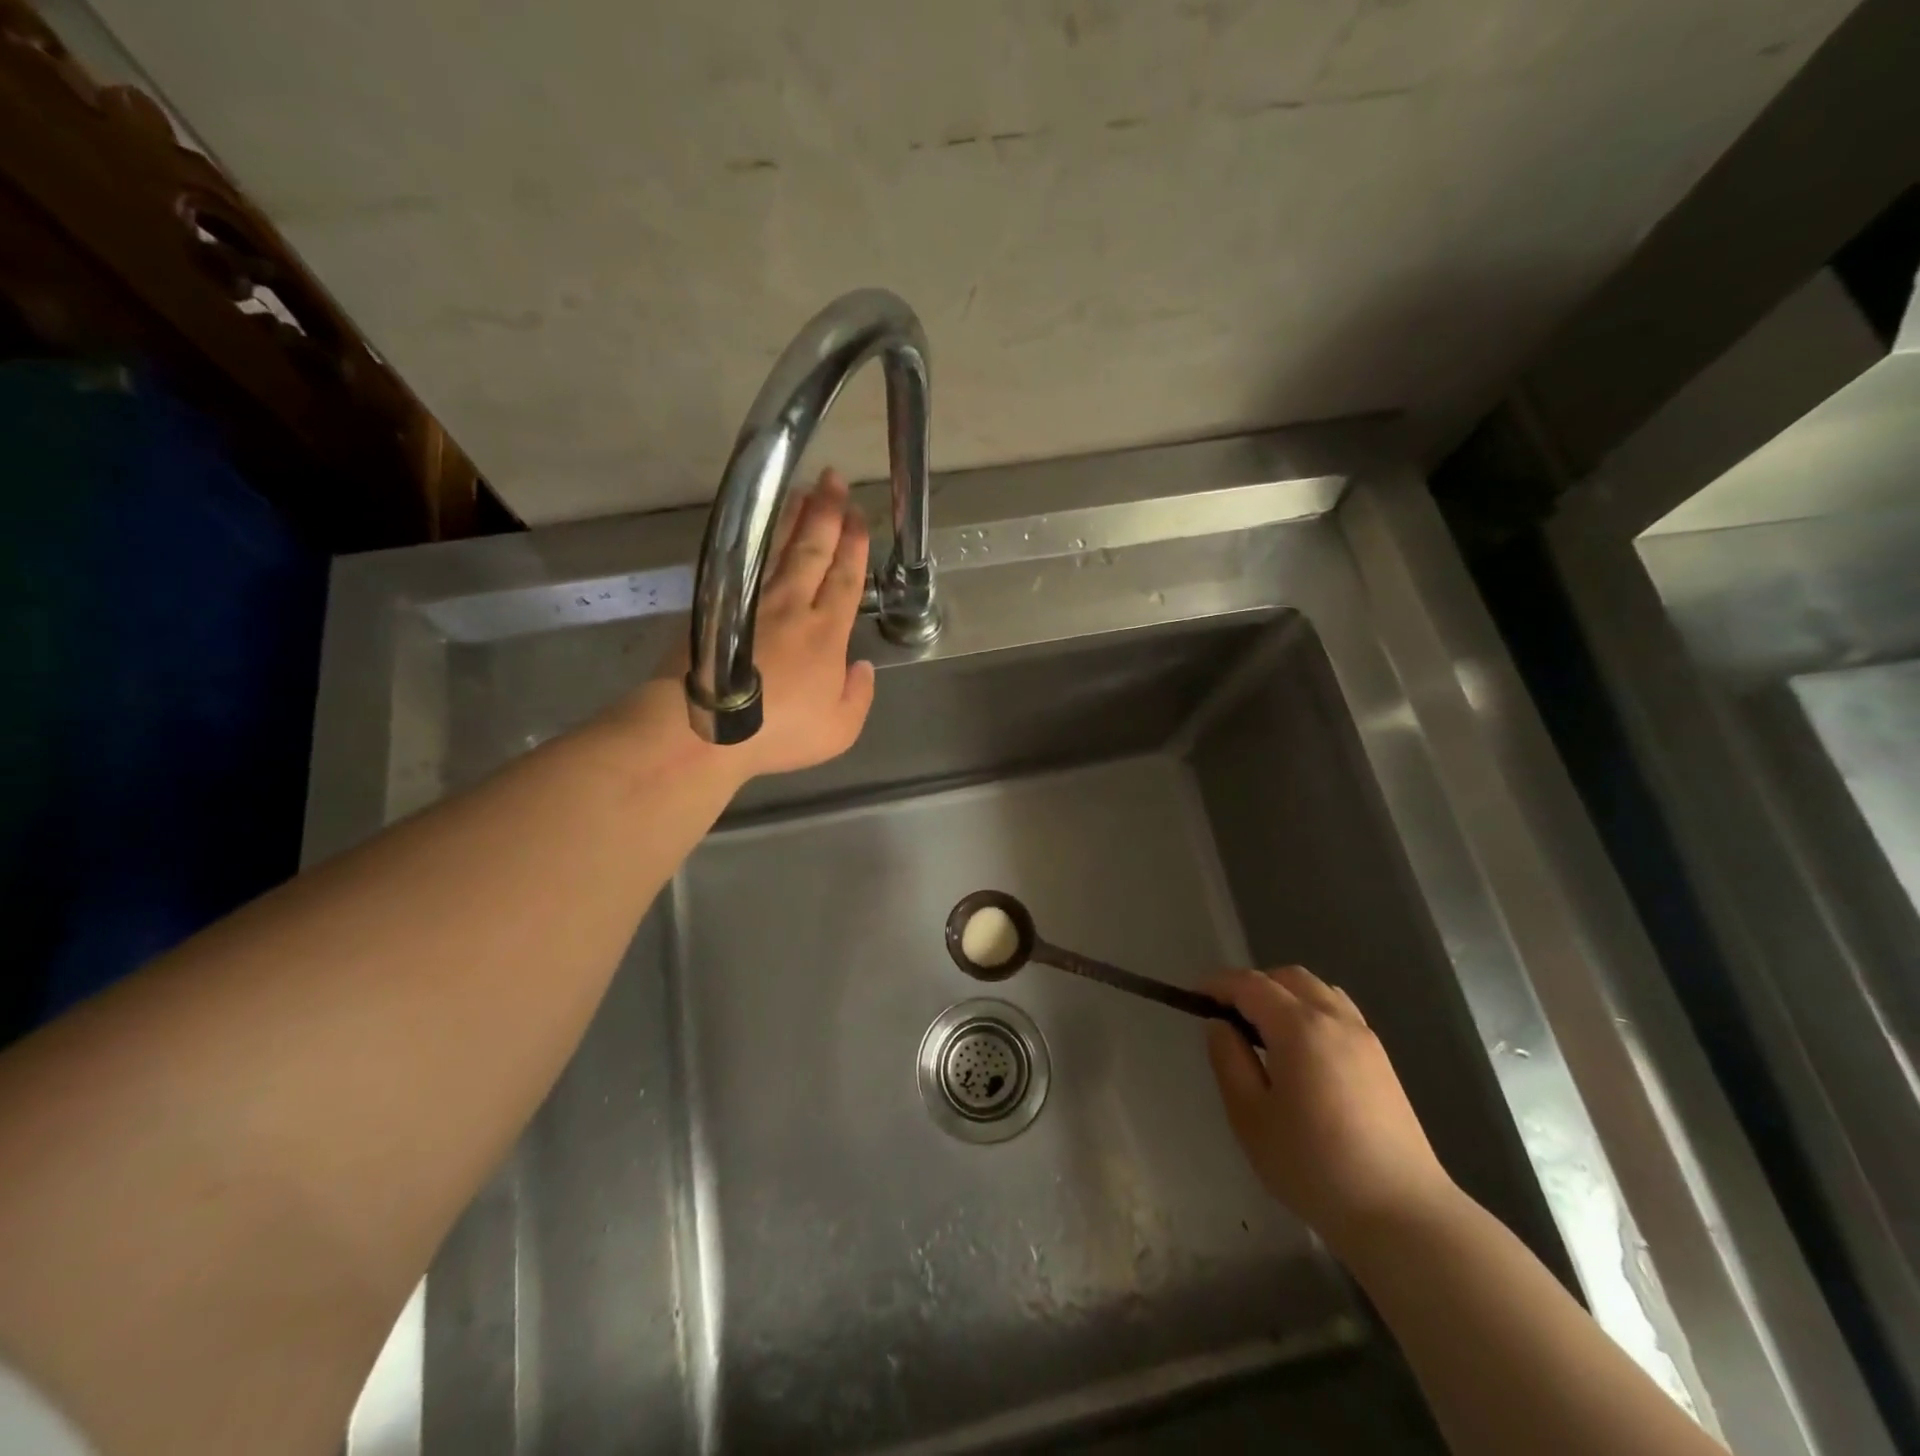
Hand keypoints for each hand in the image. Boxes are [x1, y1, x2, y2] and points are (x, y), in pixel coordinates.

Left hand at [658, 468, 874, 780]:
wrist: (704, 729)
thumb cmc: (777, 733)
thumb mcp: (838, 730)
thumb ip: (858, 696)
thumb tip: (862, 667)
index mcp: (825, 634)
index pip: (845, 579)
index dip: (854, 546)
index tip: (859, 517)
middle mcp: (791, 606)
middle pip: (812, 551)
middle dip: (827, 514)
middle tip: (834, 481)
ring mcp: (750, 602)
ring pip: (777, 549)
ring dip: (792, 517)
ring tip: (803, 491)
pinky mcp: (716, 605)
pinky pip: (742, 563)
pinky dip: (753, 541)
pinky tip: (756, 531)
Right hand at [1206, 967, 1456, 1255]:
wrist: (1402, 1215)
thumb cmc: (1313, 1166)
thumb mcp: (1250, 1116)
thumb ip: (1229, 1061)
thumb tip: (1221, 1026)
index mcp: (1299, 1027)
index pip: (1250, 984)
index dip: (1218, 983)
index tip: (1193, 995)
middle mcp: (1335, 1019)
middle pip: (1288, 977)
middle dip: (1253, 985)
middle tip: (1228, 1015)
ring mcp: (1365, 1039)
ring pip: (1318, 991)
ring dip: (1285, 995)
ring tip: (1264, 1031)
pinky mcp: (1382, 1062)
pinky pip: (1339, 1012)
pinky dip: (1311, 1011)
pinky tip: (1302, 1050)